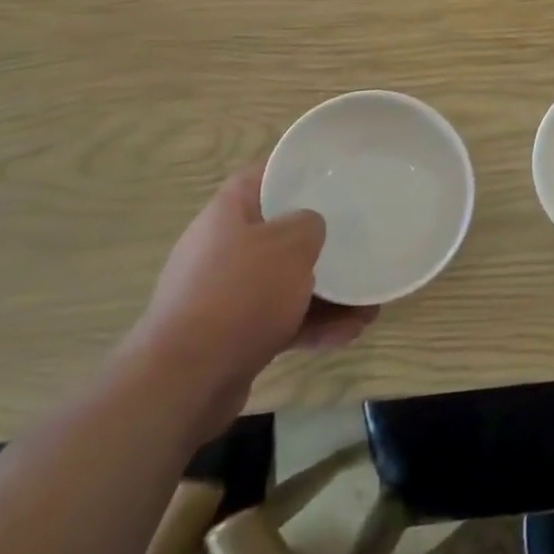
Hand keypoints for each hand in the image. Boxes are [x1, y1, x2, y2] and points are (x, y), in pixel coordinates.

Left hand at [132, 163, 375, 431]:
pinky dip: (313, 325)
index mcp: (228, 212)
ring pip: (285, 283)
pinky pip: (280, 320)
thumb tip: (311, 228)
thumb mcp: (290, 243)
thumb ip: (310, 224)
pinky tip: (351, 332)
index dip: (296, 172)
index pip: (263, 176)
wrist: (184, 381)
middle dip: (320, 243)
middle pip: (279, 233)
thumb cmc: (240, 293)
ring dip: (327, 292)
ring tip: (368, 303)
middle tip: (357, 242)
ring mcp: (225, 295)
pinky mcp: (231, 336)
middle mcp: (222, 248)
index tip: (332, 176)